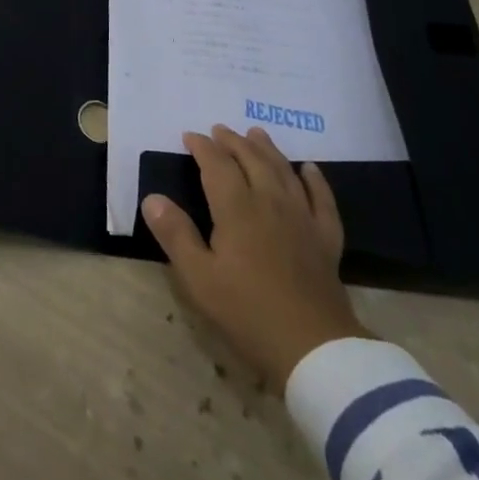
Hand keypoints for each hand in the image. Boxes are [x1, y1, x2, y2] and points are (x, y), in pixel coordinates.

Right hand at [144, 125, 370, 388]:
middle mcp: (270, 202)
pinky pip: (322, 199)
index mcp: (237, 209)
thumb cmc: (248, 312)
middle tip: (220, 130)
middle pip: (251, 160)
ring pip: (283, 171)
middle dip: (233, 142)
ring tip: (256, 133)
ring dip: (268, 149)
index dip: (202, 147)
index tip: (189, 136)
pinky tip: (310, 169)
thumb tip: (152, 198)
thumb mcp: (199, 278)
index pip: (217, 165)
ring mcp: (302, 219)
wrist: (314, 349)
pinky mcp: (326, 240)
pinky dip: (315, 180)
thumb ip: (175, 234)